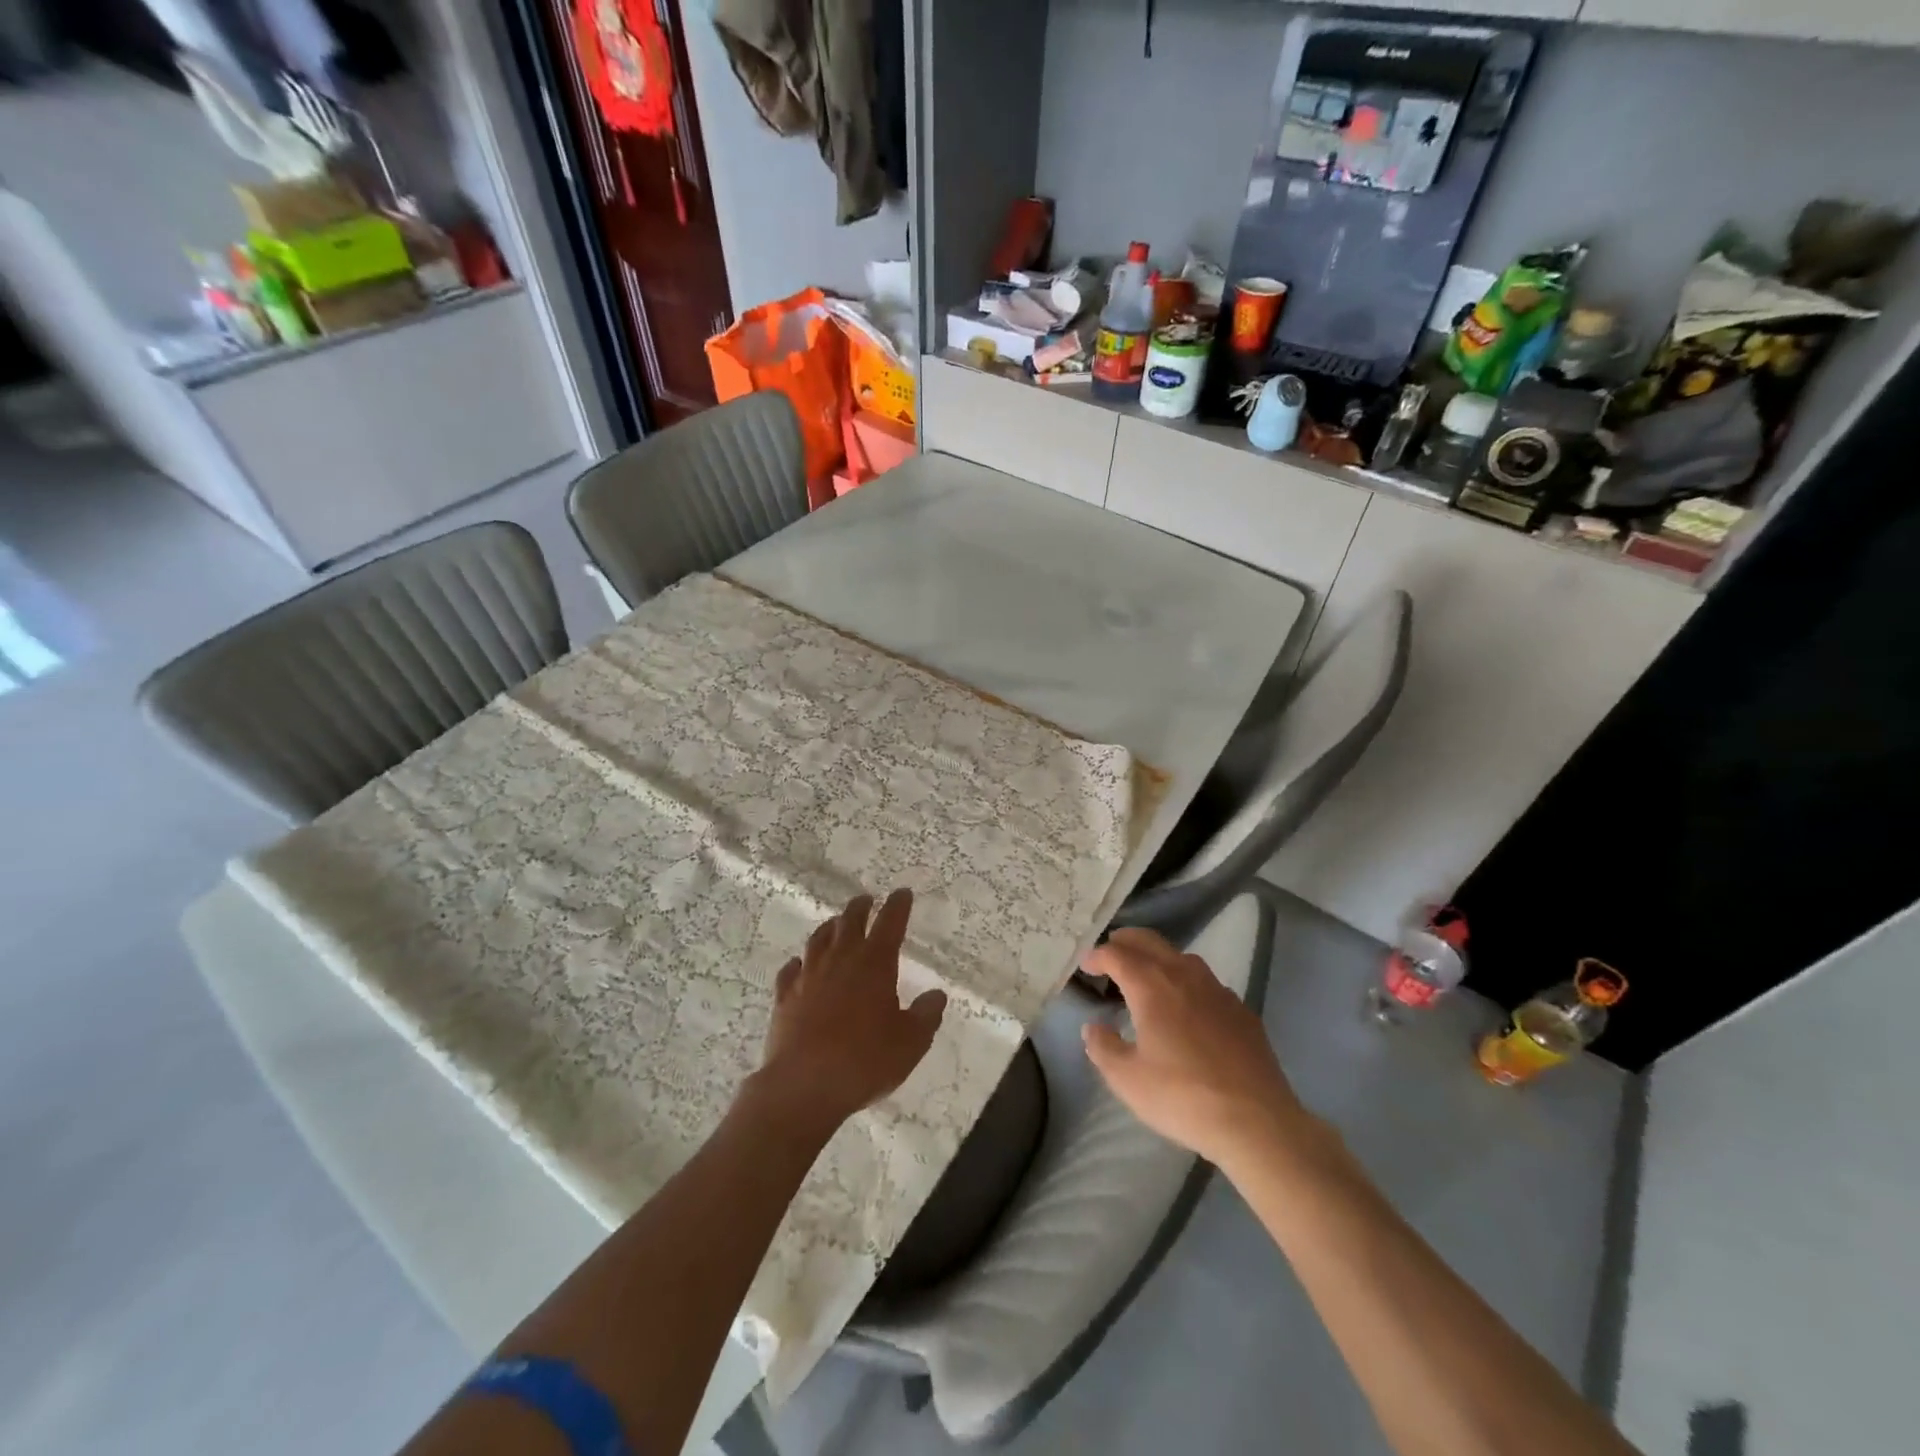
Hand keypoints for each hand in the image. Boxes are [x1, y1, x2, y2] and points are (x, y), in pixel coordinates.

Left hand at [751, 890, 946, 1138]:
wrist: (804, 1085)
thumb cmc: (865, 1061)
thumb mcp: (910, 1043)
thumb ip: (925, 1016)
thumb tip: (936, 995)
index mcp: (875, 964)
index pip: (890, 923)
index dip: (898, 906)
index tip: (902, 893)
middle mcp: (841, 960)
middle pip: (850, 921)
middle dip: (861, 907)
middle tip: (866, 900)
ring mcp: (809, 976)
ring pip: (819, 939)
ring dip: (830, 928)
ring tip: (836, 924)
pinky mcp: (785, 997)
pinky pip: (791, 970)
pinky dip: (799, 963)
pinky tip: (799, 965)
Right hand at [1081, 927, 1307, 1170]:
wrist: (1256, 1121)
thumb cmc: (1182, 1097)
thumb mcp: (1127, 1079)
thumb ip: (1104, 1048)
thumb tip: (1093, 1028)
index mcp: (1151, 985)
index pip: (1117, 955)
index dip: (1098, 956)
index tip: (1086, 965)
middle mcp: (1184, 976)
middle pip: (1150, 942)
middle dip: (1126, 942)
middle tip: (1111, 951)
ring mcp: (1218, 990)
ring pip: (1182, 957)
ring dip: (1158, 957)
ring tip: (1147, 975)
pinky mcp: (1242, 1010)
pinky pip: (1207, 982)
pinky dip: (1187, 981)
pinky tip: (1188, 1006)